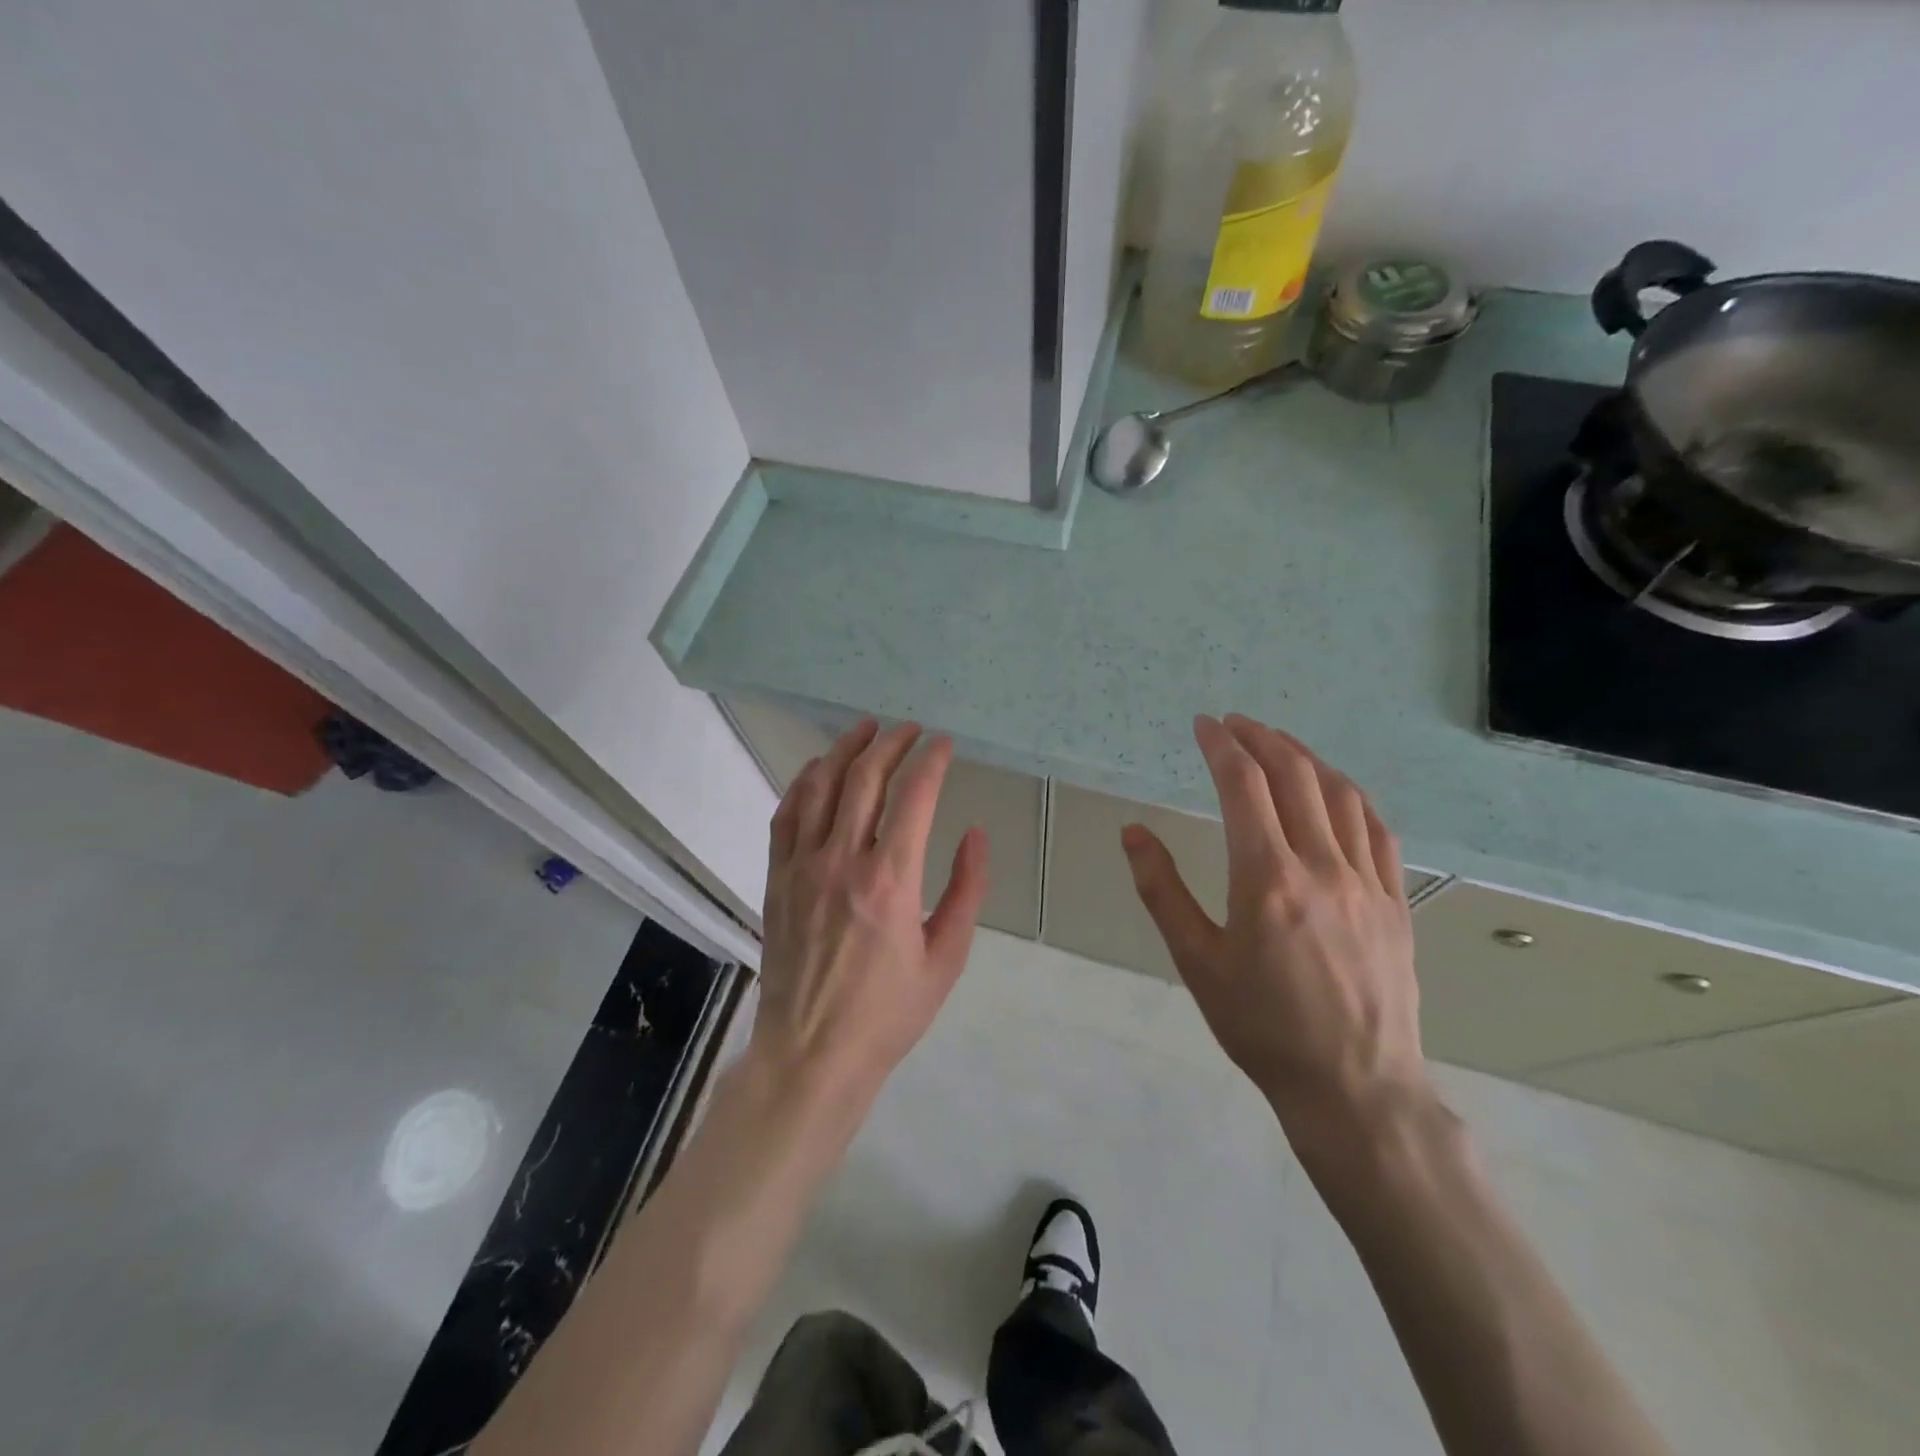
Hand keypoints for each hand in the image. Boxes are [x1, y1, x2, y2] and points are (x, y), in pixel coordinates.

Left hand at [752, 719, 989, 1118]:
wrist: (812, 1053)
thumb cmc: (888, 1013)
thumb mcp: (946, 958)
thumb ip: (967, 890)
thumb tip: (975, 834)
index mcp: (891, 880)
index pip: (914, 796)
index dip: (932, 761)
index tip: (944, 744)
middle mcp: (842, 860)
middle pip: (865, 778)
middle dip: (891, 743)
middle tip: (910, 729)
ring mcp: (802, 866)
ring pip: (821, 786)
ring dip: (844, 750)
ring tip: (865, 728)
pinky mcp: (778, 878)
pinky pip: (786, 815)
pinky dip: (803, 783)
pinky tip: (818, 770)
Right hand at [1120, 714, 1431, 1150]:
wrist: (1354, 1087)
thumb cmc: (1262, 1027)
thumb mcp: (1197, 962)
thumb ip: (1161, 891)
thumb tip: (1133, 832)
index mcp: (1267, 879)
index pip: (1244, 786)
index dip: (1221, 746)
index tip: (1203, 725)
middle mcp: (1321, 866)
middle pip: (1294, 776)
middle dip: (1261, 738)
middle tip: (1234, 723)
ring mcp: (1367, 881)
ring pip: (1339, 794)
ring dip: (1305, 757)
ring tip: (1277, 743)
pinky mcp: (1395, 901)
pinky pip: (1376, 829)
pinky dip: (1349, 795)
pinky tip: (1335, 790)